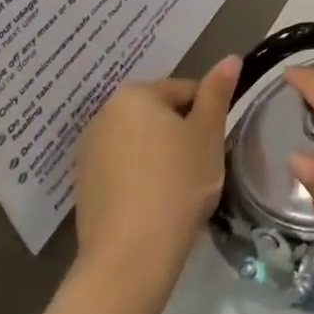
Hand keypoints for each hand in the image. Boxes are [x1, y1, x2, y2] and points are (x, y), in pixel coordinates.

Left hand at [74, 55, 238, 279]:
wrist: (130, 255)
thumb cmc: (178, 183)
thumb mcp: (208, 133)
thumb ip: (218, 92)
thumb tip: (230, 58)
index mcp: (135, 95)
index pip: (185, 91)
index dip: (207, 116)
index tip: (214, 145)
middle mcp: (104, 115)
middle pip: (159, 114)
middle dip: (182, 134)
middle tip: (201, 165)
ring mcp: (88, 152)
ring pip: (140, 143)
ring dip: (161, 155)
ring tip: (179, 187)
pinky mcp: (83, 186)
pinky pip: (123, 169)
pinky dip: (140, 178)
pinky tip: (155, 203)